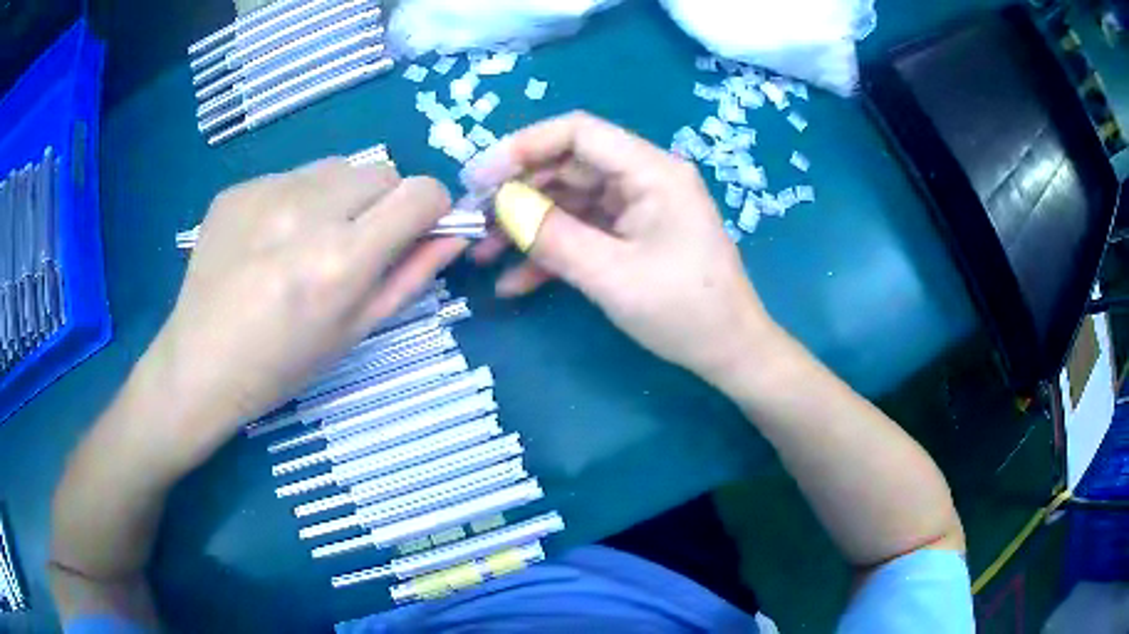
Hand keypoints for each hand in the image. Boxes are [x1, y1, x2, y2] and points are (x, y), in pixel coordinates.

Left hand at [145, 158, 463, 470]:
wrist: (199, 363)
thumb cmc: (282, 365)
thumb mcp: (354, 331)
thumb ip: (410, 276)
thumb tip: (454, 235)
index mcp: (340, 259)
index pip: (420, 192)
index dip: (432, 208)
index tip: (418, 230)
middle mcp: (306, 211)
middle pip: (381, 171)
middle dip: (384, 203)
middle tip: (354, 245)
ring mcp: (266, 191)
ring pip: (338, 167)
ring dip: (341, 197)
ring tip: (307, 241)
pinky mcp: (239, 187)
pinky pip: (293, 176)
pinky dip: (298, 200)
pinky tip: (269, 240)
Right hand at [465, 112, 777, 381]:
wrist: (730, 353)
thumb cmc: (685, 312)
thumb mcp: (613, 276)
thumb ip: (554, 237)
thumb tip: (503, 206)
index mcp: (651, 171)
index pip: (577, 133)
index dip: (523, 147)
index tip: (479, 178)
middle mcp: (643, 179)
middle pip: (568, 167)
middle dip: (517, 193)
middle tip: (473, 221)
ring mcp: (637, 209)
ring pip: (569, 202)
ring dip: (527, 226)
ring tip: (483, 255)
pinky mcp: (632, 237)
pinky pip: (583, 232)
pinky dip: (550, 253)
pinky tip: (515, 282)